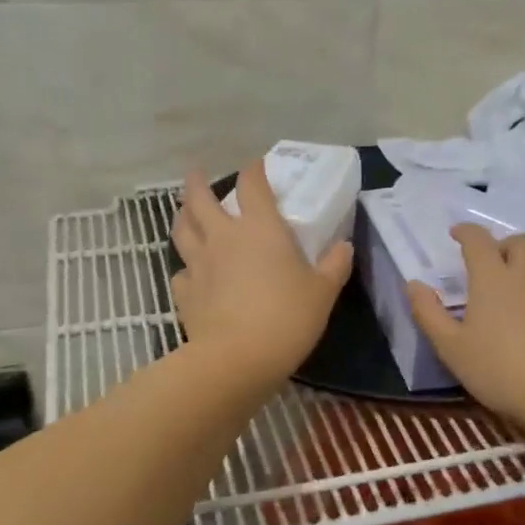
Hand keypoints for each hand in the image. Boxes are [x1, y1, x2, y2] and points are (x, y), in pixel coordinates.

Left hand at [170, 162, 353, 389]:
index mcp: (260, 228)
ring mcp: (199, 264)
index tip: (258, 166)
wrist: (236, 358)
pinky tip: (192, 274)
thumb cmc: (286, 317)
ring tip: (185, 213)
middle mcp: (223, 237)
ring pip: (182, 230)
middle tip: (197, 174)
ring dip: (182, 216)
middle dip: (197, 182)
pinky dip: (186, 268)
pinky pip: (181, 271)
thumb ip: (334, 266)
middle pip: (200, 199)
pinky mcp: (184, 292)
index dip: (254, 170)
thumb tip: (344, 247)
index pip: (252, 184)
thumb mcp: (322, 292)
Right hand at [407, 223, 524, 431]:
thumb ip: (429, 313)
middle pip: (520, 242)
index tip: (457, 234)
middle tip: (493, 266)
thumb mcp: (451, 348)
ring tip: (521, 292)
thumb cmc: (500, 371)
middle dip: (503, 247)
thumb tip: (414, 284)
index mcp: (493, 277)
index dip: (465, 232)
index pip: (478, 239)